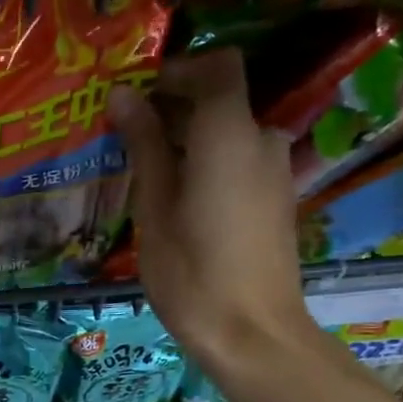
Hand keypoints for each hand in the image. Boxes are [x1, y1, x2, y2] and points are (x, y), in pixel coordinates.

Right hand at [110, 50, 311, 374]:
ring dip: (191, 140)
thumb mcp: (154, 208)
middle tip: (129, 137)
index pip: (218, 67)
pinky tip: (179, 199)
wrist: (252, 334)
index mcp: (230, 135)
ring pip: (231, 134)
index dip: (178, 70)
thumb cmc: (192, 273)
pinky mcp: (279, 201)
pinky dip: (210, 164)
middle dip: (176, 108)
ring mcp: (276, 172)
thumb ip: (145, 145)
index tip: (139, 95)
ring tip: (149, 173)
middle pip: (222, 101)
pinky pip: (241, 162)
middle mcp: (263, 141)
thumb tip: (124, 95)